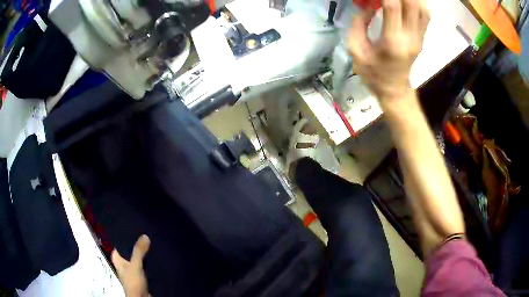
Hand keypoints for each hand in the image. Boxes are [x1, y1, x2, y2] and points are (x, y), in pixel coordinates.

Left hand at [111, 235, 150, 296]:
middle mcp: (124, 264)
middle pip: (129, 251)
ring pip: (138, 258)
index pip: (118, 245)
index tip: (131, 229)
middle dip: (136, 245)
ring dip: (143, 253)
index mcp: (117, 260)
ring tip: (151, 242)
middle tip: (144, 234)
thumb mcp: (135, 265)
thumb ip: (138, 251)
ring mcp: (133, 271)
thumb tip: (144, 235)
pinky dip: (149, 262)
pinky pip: (145, 266)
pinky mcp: (142, 277)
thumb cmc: (133, 282)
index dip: (123, 237)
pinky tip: (156, 256)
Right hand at [348, 0, 429, 99]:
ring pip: (422, 8)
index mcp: (392, 42)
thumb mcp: (356, 50)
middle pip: (412, 4)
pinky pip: (425, 15)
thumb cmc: (373, 73)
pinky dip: (419, 3)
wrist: (394, 90)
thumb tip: (368, 5)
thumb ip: (359, 24)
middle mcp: (410, 37)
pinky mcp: (421, 38)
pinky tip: (409, 1)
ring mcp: (419, 38)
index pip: (392, 6)